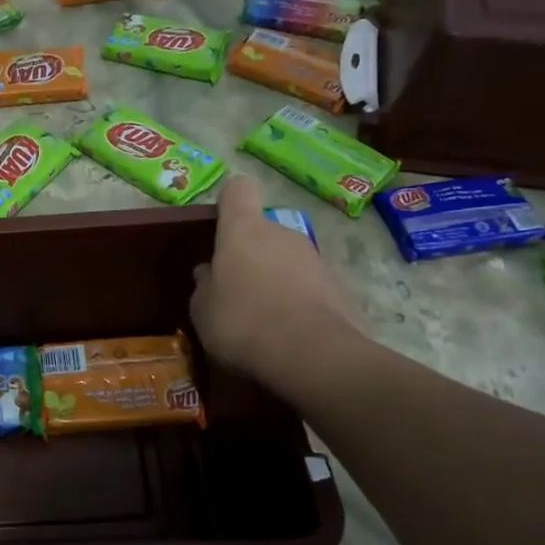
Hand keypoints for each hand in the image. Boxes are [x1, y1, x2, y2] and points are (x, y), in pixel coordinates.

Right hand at [191, 178, 366, 387]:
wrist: (311, 354)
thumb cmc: (242, 321)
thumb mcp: (203, 310)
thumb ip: (204, 285)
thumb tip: (208, 272)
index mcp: (244, 229)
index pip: (238, 190)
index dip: (229, 202)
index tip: (221, 226)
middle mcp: (283, 233)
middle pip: (264, 232)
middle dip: (252, 255)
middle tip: (237, 291)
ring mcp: (316, 259)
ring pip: (289, 260)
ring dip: (277, 280)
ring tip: (265, 319)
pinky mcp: (341, 288)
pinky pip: (311, 287)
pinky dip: (301, 303)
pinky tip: (291, 334)